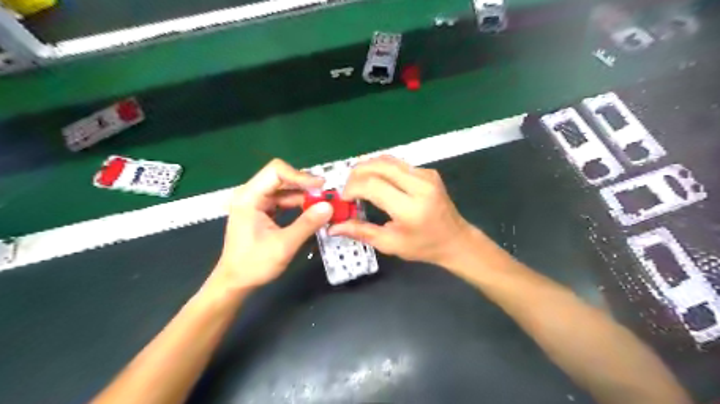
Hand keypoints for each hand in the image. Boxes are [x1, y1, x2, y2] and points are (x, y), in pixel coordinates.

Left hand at [209, 158, 331, 292]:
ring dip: (304, 196)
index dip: (300, 176)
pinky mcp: (262, 212)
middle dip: (305, 185)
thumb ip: (307, 224)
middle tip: (326, 196)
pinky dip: (299, 204)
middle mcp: (251, 194)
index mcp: (249, 197)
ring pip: (285, 190)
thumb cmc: (254, 265)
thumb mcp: (284, 245)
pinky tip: (312, 211)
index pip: (276, 171)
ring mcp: (256, 203)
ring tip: (324, 204)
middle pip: (281, 178)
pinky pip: (283, 201)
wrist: (235, 283)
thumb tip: (329, 206)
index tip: (321, 187)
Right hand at [328, 156, 476, 266]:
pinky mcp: (428, 171)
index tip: (344, 199)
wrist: (456, 240)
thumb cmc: (423, 247)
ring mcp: (426, 175)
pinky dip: (382, 168)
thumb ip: (361, 231)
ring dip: (368, 167)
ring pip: (387, 160)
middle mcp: (419, 186)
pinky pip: (398, 163)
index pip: (372, 185)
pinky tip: (377, 181)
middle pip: (379, 165)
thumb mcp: (390, 244)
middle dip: (356, 173)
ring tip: (358, 183)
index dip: (352, 188)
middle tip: (348, 188)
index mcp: (410, 208)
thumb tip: (333, 227)